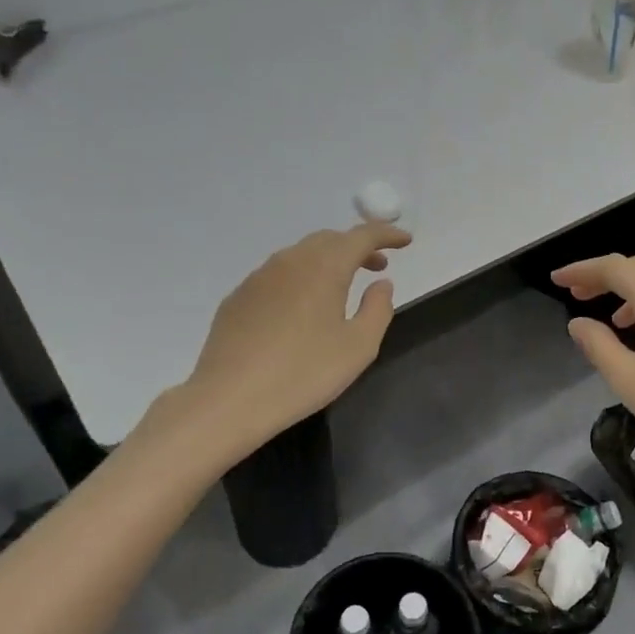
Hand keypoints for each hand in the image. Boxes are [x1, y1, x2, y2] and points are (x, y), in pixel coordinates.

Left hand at [178, 223, 411, 460]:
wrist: (229, 399)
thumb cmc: (304, 373)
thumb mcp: (358, 347)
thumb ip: (378, 309)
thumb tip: (381, 284)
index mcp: (324, 267)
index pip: (361, 236)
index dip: (386, 234)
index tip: (405, 240)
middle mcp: (290, 261)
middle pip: (329, 240)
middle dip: (357, 247)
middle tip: (377, 265)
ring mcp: (259, 277)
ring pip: (301, 255)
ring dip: (327, 261)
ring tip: (342, 286)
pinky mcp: (239, 297)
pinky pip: (278, 275)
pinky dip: (301, 278)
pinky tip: (302, 308)